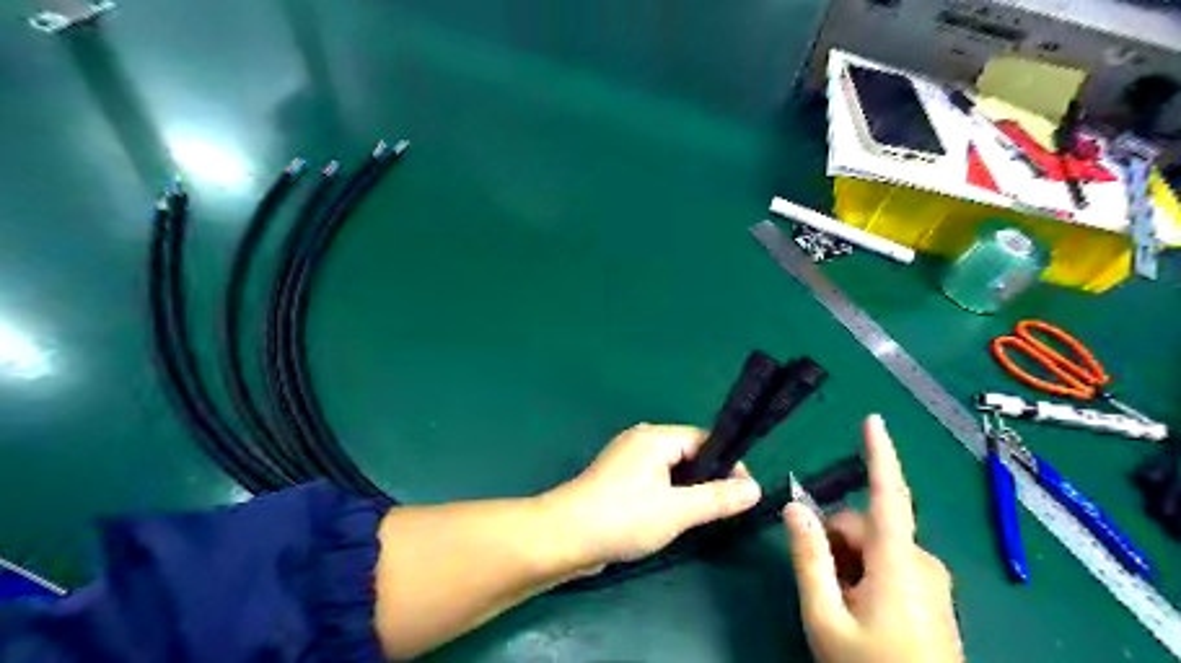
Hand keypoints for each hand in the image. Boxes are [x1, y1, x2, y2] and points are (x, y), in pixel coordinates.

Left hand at [542, 425, 760, 569]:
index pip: (703, 439)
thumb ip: (717, 498)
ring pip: (671, 469)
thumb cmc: (624, 517)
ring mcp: (627, 460)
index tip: (744, 491)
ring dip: (689, 489)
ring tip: (704, 515)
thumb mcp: (677, 510)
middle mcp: (641, 441)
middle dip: (709, 477)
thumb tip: (754, 489)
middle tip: (726, 507)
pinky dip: (669, 494)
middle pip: (688, 452)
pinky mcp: (618, 480)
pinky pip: (655, 480)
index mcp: (655, 437)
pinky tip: (675, 517)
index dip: (728, 462)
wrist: (566, 537)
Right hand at [781, 415, 962, 662]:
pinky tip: (861, 608)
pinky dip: (866, 572)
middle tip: (822, 583)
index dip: (880, 454)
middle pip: (866, 525)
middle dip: (836, 541)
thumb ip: (809, 557)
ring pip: (876, 545)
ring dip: (849, 561)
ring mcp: (931, 579)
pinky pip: (891, 563)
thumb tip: (794, 508)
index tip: (874, 419)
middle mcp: (921, 561)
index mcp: (897, 562)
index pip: (888, 494)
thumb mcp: (824, 618)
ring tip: (841, 603)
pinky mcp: (933, 593)